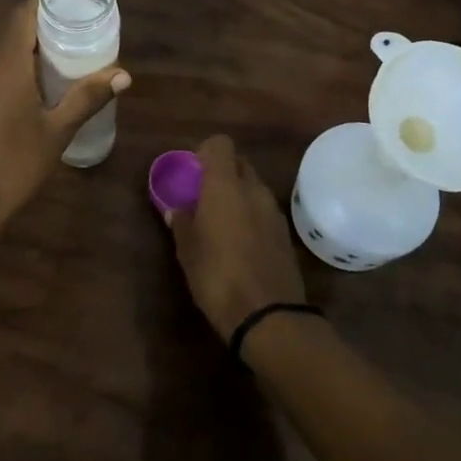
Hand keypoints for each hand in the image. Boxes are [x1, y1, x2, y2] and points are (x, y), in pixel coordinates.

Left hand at [0, 0, 129, 231]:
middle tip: (72, 35)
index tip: (72, 7)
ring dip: (22, 46)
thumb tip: (124, 74)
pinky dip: (7, 65)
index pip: (22, 13)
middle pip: (10, 28)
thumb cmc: (16, 163)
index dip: (45, 4)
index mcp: (5, 62)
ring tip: (54, 58)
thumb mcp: (58, 130)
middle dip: (39, 26)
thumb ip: (88, 96)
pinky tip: (28, 87)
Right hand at [166, 136, 307, 342]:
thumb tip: (176, 208)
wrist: (269, 316)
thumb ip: (181, 222)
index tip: (192, 171)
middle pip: (239, 163)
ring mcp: (273, 211)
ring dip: (237, 195)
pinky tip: (239, 242)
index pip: (220, 144)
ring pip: (253, 187)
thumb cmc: (218, 276)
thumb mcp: (187, 251)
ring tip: (219, 223)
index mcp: (225, 185)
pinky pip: (263, 211)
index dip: (205, 152)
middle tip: (202, 196)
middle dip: (221, 172)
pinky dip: (251, 215)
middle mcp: (253, 190)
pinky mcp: (285, 234)